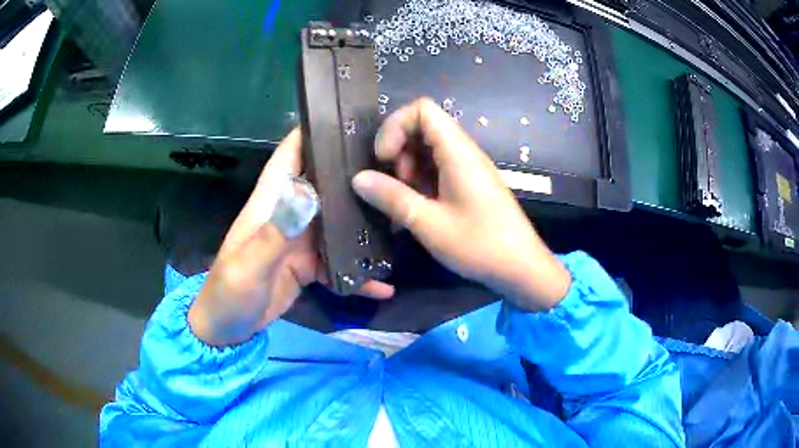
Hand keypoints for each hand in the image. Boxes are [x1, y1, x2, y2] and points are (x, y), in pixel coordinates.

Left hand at [188, 129, 393, 346]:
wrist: (227, 329)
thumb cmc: (229, 292)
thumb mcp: (249, 265)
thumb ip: (276, 232)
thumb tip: (308, 193)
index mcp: (269, 203)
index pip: (289, 156)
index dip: (311, 132)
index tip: (345, 117)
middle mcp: (288, 215)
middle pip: (323, 184)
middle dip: (351, 172)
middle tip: (394, 165)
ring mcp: (300, 241)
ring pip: (336, 221)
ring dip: (361, 221)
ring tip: (399, 219)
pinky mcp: (309, 266)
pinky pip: (338, 262)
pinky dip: (357, 271)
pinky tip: (382, 283)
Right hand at [352, 98, 570, 310]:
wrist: (521, 268)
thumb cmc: (479, 245)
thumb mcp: (429, 224)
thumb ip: (392, 198)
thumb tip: (358, 179)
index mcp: (458, 152)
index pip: (422, 109)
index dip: (395, 126)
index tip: (383, 159)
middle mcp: (464, 152)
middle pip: (422, 128)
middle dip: (398, 151)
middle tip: (393, 185)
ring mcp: (468, 169)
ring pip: (428, 150)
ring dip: (407, 170)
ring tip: (403, 203)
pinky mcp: (470, 185)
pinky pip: (438, 170)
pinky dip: (420, 183)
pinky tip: (415, 212)